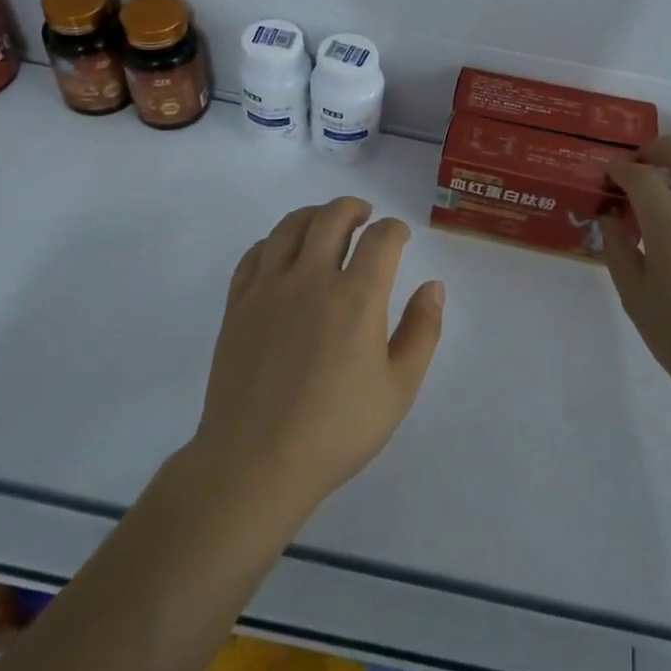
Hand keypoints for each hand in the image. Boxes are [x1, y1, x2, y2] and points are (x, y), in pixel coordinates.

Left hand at [191, 197, 445, 522]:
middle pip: (332, 217)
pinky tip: (284, 253)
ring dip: (314, 215)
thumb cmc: (336, 430)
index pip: (381, 238)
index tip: (400, 236)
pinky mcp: (237, 303)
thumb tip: (433, 287)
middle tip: (365, 217)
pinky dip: (275, 241)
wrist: (256, 462)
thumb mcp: (399, 388)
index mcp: (356, 297)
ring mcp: (268, 288)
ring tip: (326, 225)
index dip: (395, 229)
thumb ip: (422, 331)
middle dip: (355, 208)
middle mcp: (311, 278)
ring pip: (290, 226)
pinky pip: (256, 253)